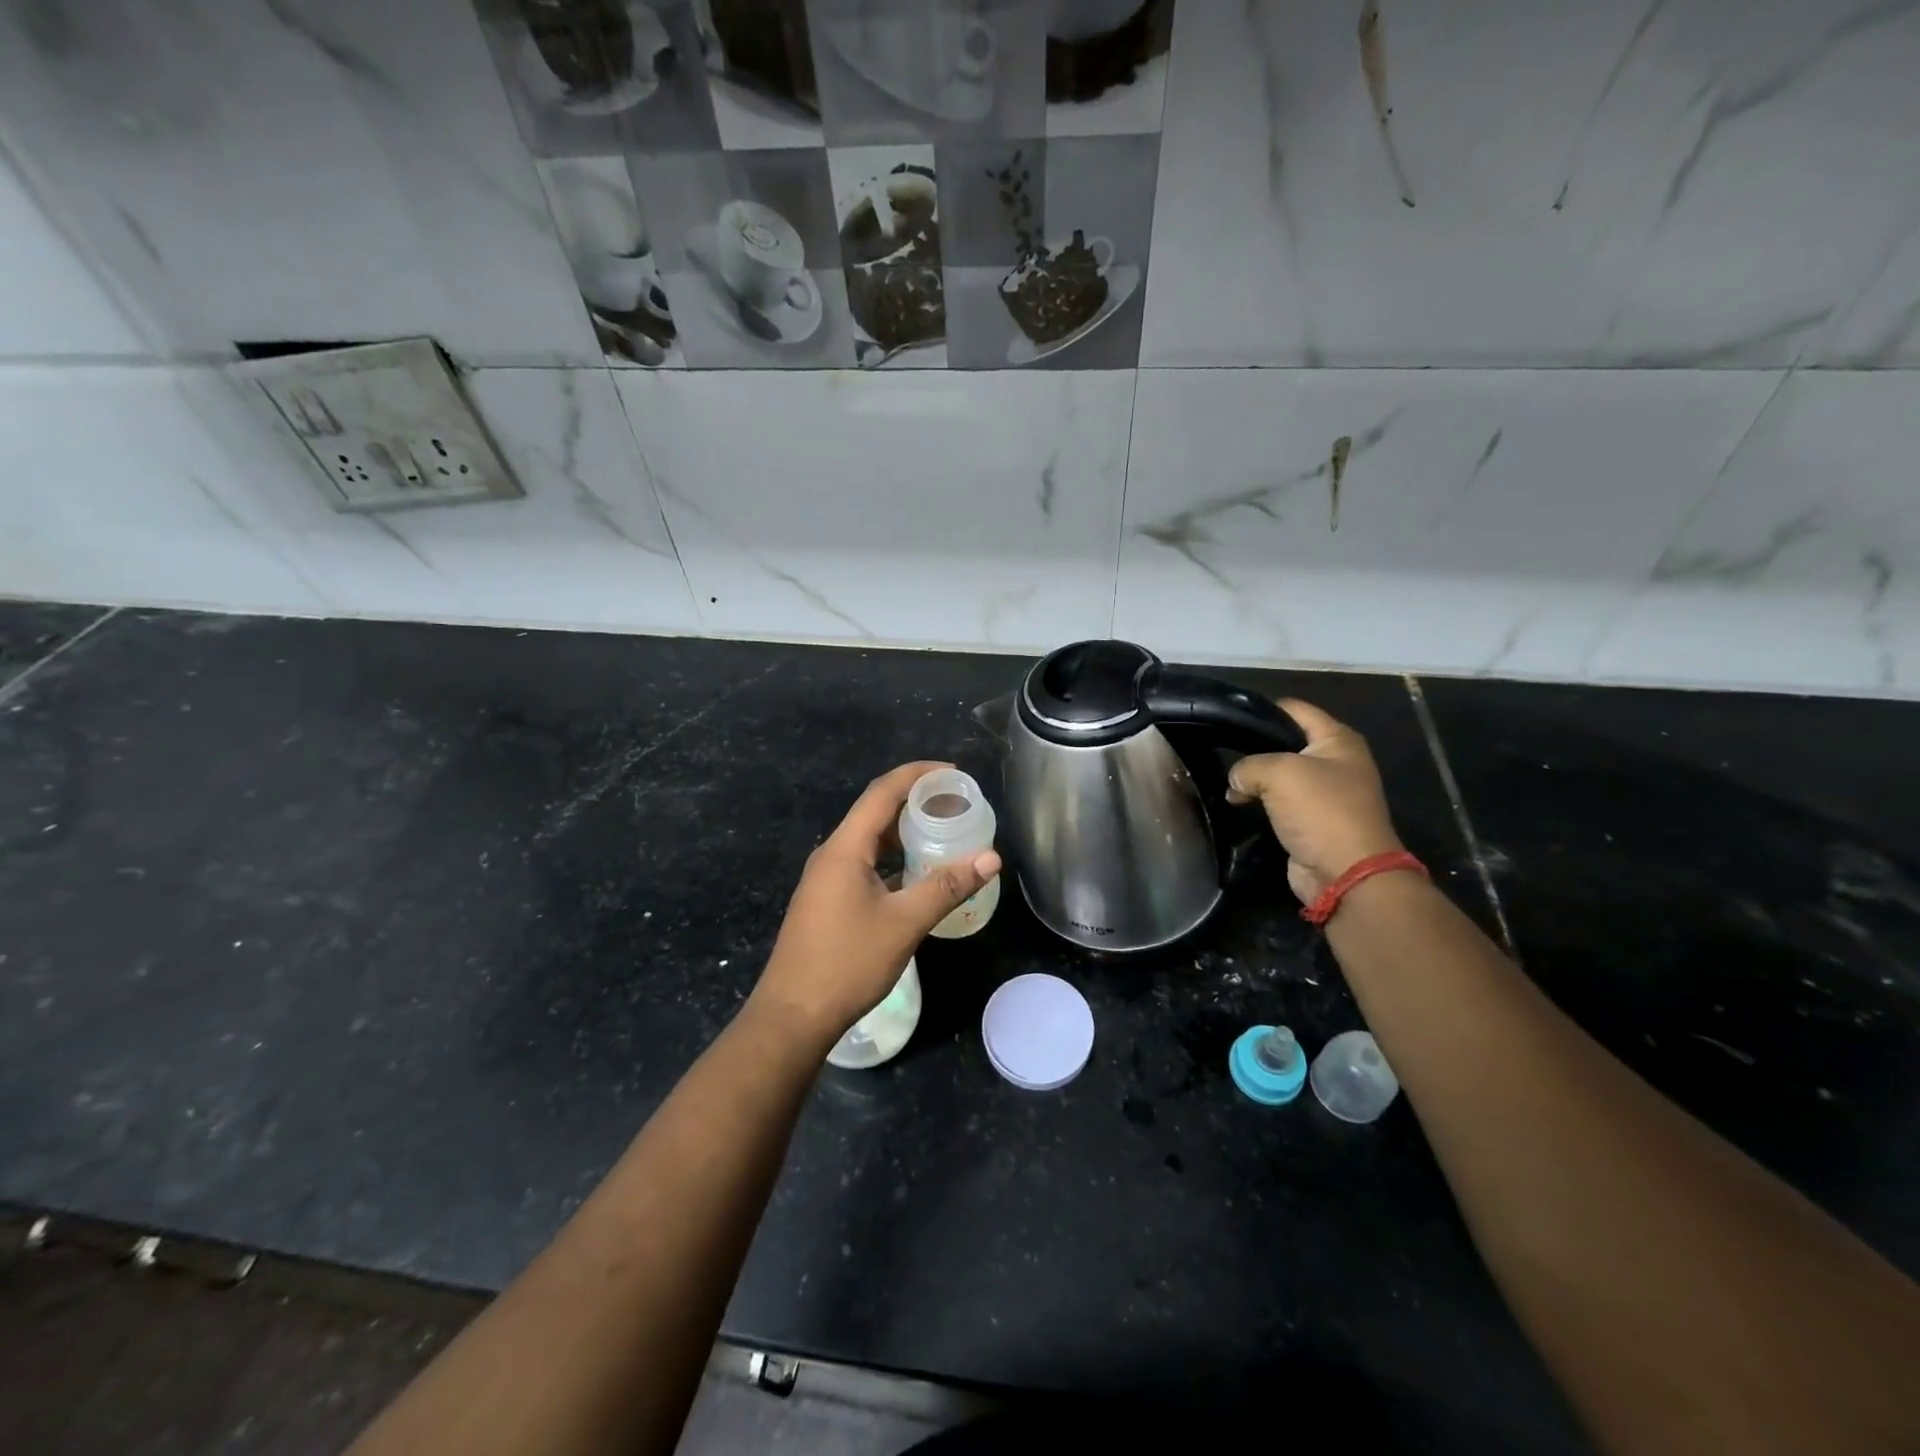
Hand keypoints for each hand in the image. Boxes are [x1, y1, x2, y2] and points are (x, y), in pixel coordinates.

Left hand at [748, 761, 1001, 1049]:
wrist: (793, 1015)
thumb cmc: (847, 963)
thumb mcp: (904, 923)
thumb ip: (947, 887)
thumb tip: (991, 858)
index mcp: (845, 848)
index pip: (882, 792)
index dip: (918, 774)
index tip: (954, 772)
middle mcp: (832, 854)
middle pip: (875, 812)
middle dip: (915, 802)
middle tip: (956, 804)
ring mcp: (826, 879)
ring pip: (869, 841)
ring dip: (904, 832)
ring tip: (942, 833)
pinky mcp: (827, 901)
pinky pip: (864, 864)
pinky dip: (892, 859)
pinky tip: (916, 874)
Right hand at [1226, 699, 1402, 905]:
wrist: (1345, 873)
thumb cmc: (1320, 811)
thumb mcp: (1279, 773)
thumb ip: (1248, 765)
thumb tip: (1236, 780)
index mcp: (1337, 740)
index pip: (1294, 709)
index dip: (1262, 710)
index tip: (1228, 717)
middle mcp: (1335, 761)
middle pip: (1285, 742)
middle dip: (1254, 747)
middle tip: (1221, 750)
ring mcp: (1325, 792)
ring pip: (1279, 774)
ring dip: (1254, 779)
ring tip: (1227, 783)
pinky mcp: (1311, 820)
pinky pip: (1279, 801)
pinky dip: (1259, 801)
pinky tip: (1236, 803)